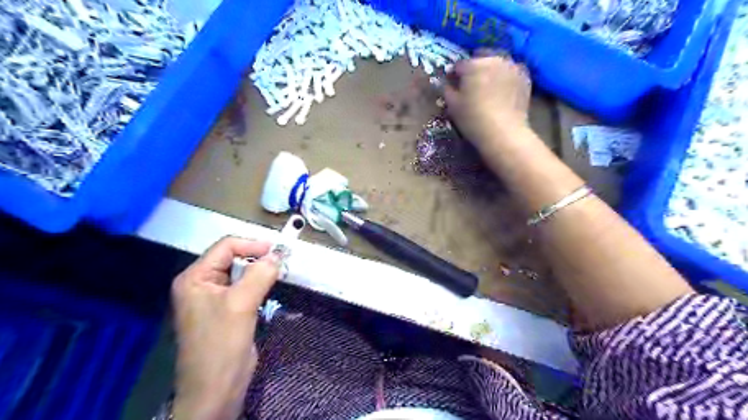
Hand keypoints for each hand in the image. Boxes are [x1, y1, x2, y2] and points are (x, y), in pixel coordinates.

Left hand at [171, 238, 278, 418]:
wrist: (216, 388)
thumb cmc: (221, 344)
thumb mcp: (241, 304)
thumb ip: (259, 275)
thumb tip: (278, 255)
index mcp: (194, 278)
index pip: (225, 247)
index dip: (252, 245)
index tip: (277, 251)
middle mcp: (201, 284)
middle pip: (232, 258)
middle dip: (257, 258)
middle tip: (281, 261)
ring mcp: (213, 298)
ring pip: (240, 273)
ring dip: (259, 271)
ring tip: (278, 273)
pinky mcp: (226, 310)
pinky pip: (244, 288)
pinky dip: (258, 284)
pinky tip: (270, 287)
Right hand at [442, 53, 531, 148]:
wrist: (503, 132)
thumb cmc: (473, 119)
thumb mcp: (452, 106)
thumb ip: (447, 90)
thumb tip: (448, 83)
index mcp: (473, 65)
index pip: (459, 65)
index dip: (454, 75)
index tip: (453, 85)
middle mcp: (494, 59)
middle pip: (481, 57)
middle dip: (475, 67)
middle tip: (472, 84)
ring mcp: (512, 66)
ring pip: (498, 62)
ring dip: (492, 69)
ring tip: (489, 86)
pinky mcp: (525, 76)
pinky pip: (512, 71)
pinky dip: (506, 76)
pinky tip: (504, 90)